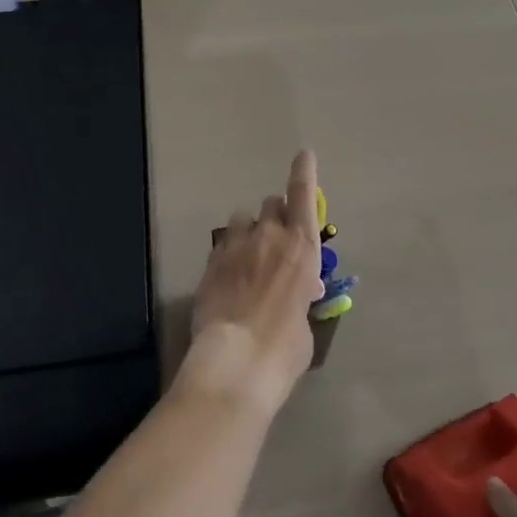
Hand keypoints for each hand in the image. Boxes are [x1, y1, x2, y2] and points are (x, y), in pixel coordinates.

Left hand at [177, 149, 323, 416]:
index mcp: (303, 247)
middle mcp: (271, 236)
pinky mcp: (211, 261)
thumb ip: (303, 298)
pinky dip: (229, 254)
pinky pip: (223, 244)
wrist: (235, 362)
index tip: (304, 154)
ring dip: (249, 232)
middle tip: (276, 242)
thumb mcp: (305, 323)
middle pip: (272, 203)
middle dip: (276, 216)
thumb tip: (300, 294)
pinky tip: (228, 278)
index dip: (304, 171)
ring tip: (248, 258)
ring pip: (243, 219)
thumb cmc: (283, 349)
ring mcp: (237, 245)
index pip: (304, 193)